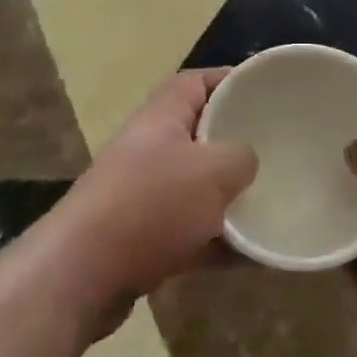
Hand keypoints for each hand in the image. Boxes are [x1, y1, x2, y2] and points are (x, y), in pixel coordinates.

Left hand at [54, 70, 256, 335]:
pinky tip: (250, 257)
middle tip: (276, 152)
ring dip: (229, 198)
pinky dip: (216, 240)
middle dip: (236, 144)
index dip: (232, 81)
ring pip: (196, 187)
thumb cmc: (151, 205)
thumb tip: (246, 162)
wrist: (81, 275)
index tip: (266, 92)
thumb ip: (241, 157)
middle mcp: (149, 147)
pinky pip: (189, 230)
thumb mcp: (213, 171)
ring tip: (270, 204)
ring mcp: (142, 194)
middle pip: (200, 134)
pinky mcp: (139, 237)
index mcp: (163, 116)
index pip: (199, 82)